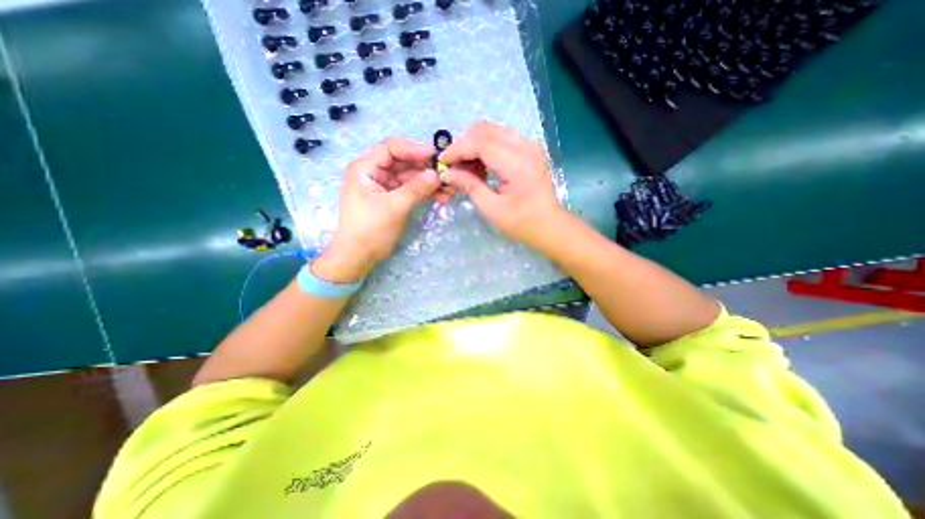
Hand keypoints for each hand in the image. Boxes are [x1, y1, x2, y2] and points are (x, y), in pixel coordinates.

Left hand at [312, 141, 437, 281]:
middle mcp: (374, 173)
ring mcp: (384, 187)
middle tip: (446, 174)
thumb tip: (437, 174)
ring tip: (448, 189)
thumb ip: (416, 189)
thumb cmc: (370, 230)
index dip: (413, 149)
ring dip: (428, 183)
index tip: (434, 155)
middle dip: (424, 169)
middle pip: (402, 163)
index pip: (390, 149)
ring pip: (409, 178)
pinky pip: (410, 191)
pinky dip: (424, 193)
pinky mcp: (392, 199)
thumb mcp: (393, 207)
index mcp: (365, 168)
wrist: (358, 257)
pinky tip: (440, 197)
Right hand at [438, 123, 567, 250]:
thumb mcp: (492, 209)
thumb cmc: (522, 223)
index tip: (442, 163)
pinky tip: (481, 168)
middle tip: (453, 167)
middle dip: (464, 145)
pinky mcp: (529, 149)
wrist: (551, 226)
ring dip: (474, 146)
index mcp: (517, 163)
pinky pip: (501, 139)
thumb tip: (447, 174)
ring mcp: (529, 145)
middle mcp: (525, 146)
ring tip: (466, 169)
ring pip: (492, 131)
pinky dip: (486, 149)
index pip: (480, 142)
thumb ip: (470, 186)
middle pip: (485, 130)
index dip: (457, 149)